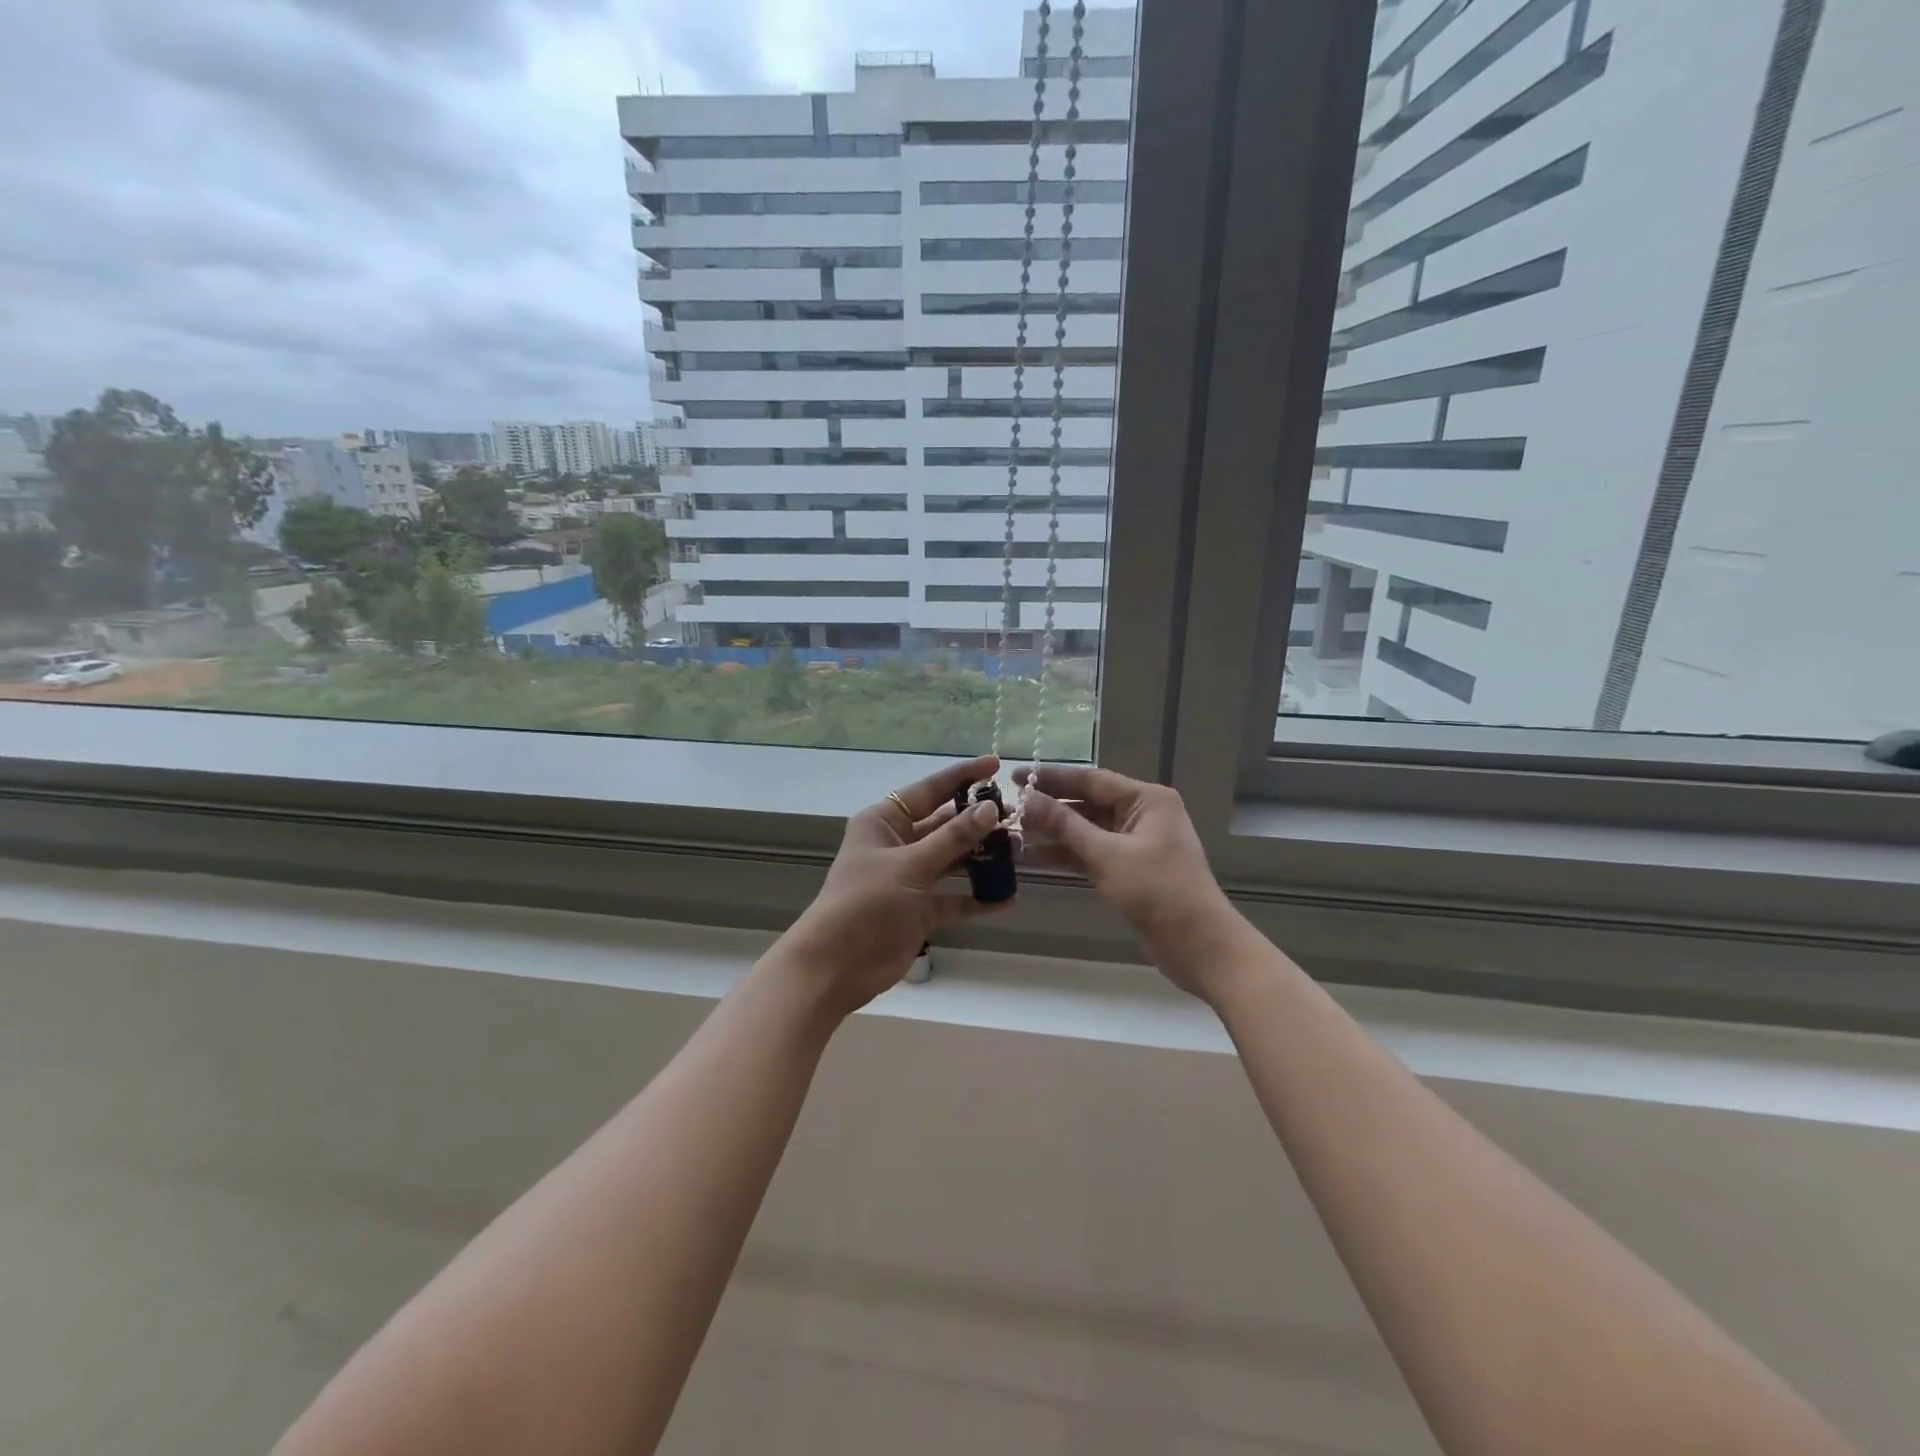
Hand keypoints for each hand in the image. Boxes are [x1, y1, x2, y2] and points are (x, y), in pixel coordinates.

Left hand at [777, 756, 1012, 1019]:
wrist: (836, 967)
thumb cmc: (866, 903)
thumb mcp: (910, 865)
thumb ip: (953, 838)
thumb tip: (990, 809)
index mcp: (885, 822)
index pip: (930, 790)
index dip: (963, 776)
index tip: (996, 765)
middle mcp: (898, 844)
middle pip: (945, 825)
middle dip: (979, 821)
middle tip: (1018, 817)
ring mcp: (910, 878)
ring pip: (953, 859)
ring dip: (983, 857)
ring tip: (1019, 852)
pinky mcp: (920, 910)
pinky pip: (955, 897)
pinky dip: (978, 897)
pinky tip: (1007, 897)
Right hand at [1019, 765, 1244, 998]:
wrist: (1199, 945)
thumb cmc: (1158, 891)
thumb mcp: (1107, 855)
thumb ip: (1064, 825)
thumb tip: (1026, 798)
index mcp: (1146, 799)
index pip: (1091, 779)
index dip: (1051, 778)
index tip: (1014, 777)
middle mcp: (1142, 814)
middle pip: (1087, 803)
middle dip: (1049, 807)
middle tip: (1008, 808)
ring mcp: (1135, 843)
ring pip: (1086, 829)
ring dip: (1053, 833)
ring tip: (1012, 833)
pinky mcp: (1129, 868)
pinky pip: (1091, 852)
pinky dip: (1066, 853)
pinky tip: (1034, 856)